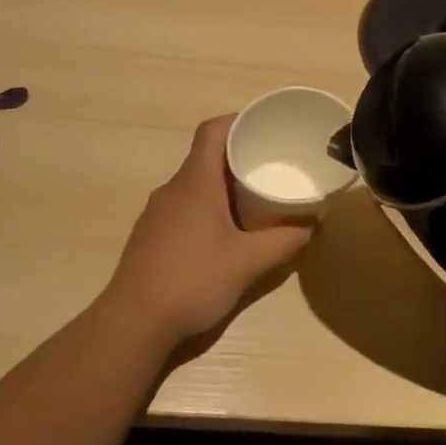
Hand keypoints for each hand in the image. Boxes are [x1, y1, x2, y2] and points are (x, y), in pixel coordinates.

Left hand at [100, 116, 313, 346]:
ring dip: (223, 185)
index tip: (266, 127)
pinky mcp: (151, 236)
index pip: (212, 131)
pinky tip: (225, 234)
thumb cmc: (192, 281)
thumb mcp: (248, 263)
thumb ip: (285, 241)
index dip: (238, 121)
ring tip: (255, 199)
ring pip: (195, 185)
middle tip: (272, 166)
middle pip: (206, 157)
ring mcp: (157, 214)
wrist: (133, 323)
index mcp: (194, 183)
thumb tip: (313, 224)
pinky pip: (184, 207)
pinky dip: (207, 208)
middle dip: (239, 156)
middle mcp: (172, 189)